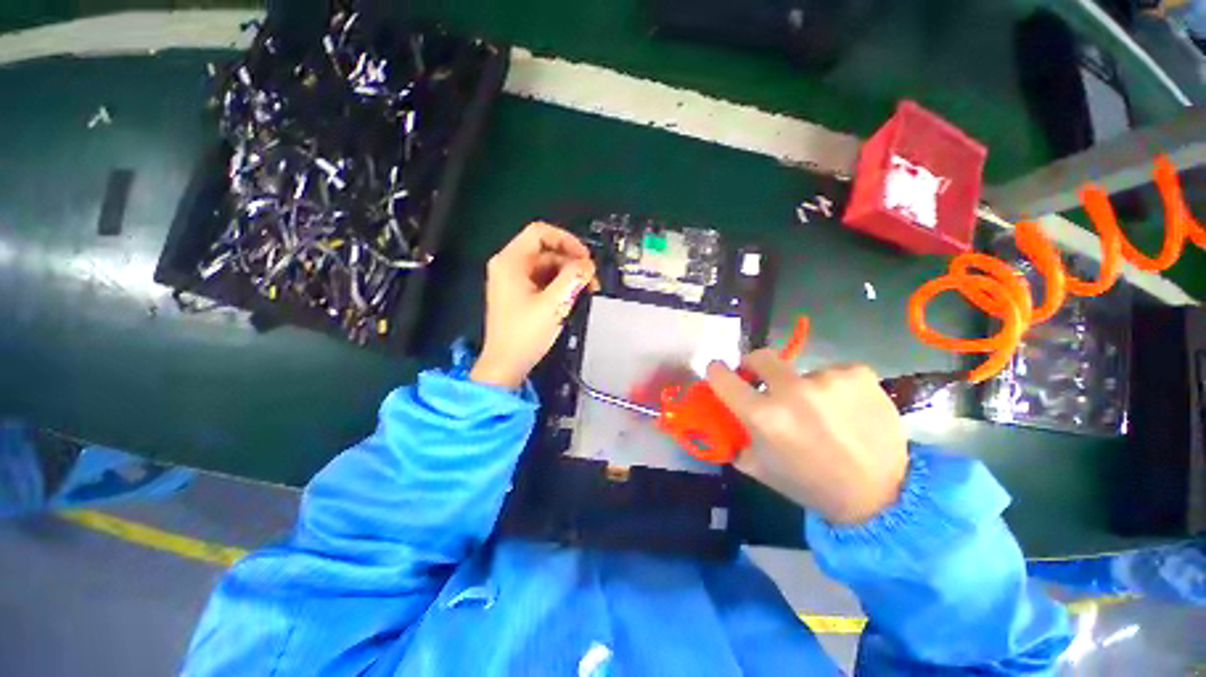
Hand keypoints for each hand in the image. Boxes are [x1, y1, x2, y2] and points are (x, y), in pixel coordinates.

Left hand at [470, 222, 595, 389]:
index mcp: (511, 261)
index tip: (586, 258)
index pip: (540, 233)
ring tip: (586, 292)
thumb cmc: (525, 334)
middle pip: (546, 251)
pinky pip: (543, 281)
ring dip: (568, 276)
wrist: (506, 365)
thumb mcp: (553, 304)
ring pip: (547, 267)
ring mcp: (513, 281)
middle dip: (571, 263)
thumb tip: (589, 265)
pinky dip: (559, 286)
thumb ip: (573, 278)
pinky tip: (572, 298)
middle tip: (591, 281)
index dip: (567, 240)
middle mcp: (509, 266)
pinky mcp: (519, 294)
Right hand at [707, 352, 907, 524]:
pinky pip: (832, 372)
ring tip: (822, 413)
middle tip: (765, 381)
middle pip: (760, 356)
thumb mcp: (759, 466)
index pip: (722, 377)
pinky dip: (832, 387)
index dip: (717, 372)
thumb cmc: (810, 483)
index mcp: (763, 415)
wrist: (881, 495)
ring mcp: (827, 379)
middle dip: (755, 366)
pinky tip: (846, 409)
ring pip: (801, 372)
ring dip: (803, 387)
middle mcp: (792, 391)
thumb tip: (725, 413)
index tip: (720, 372)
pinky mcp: (858, 374)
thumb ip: (736, 435)